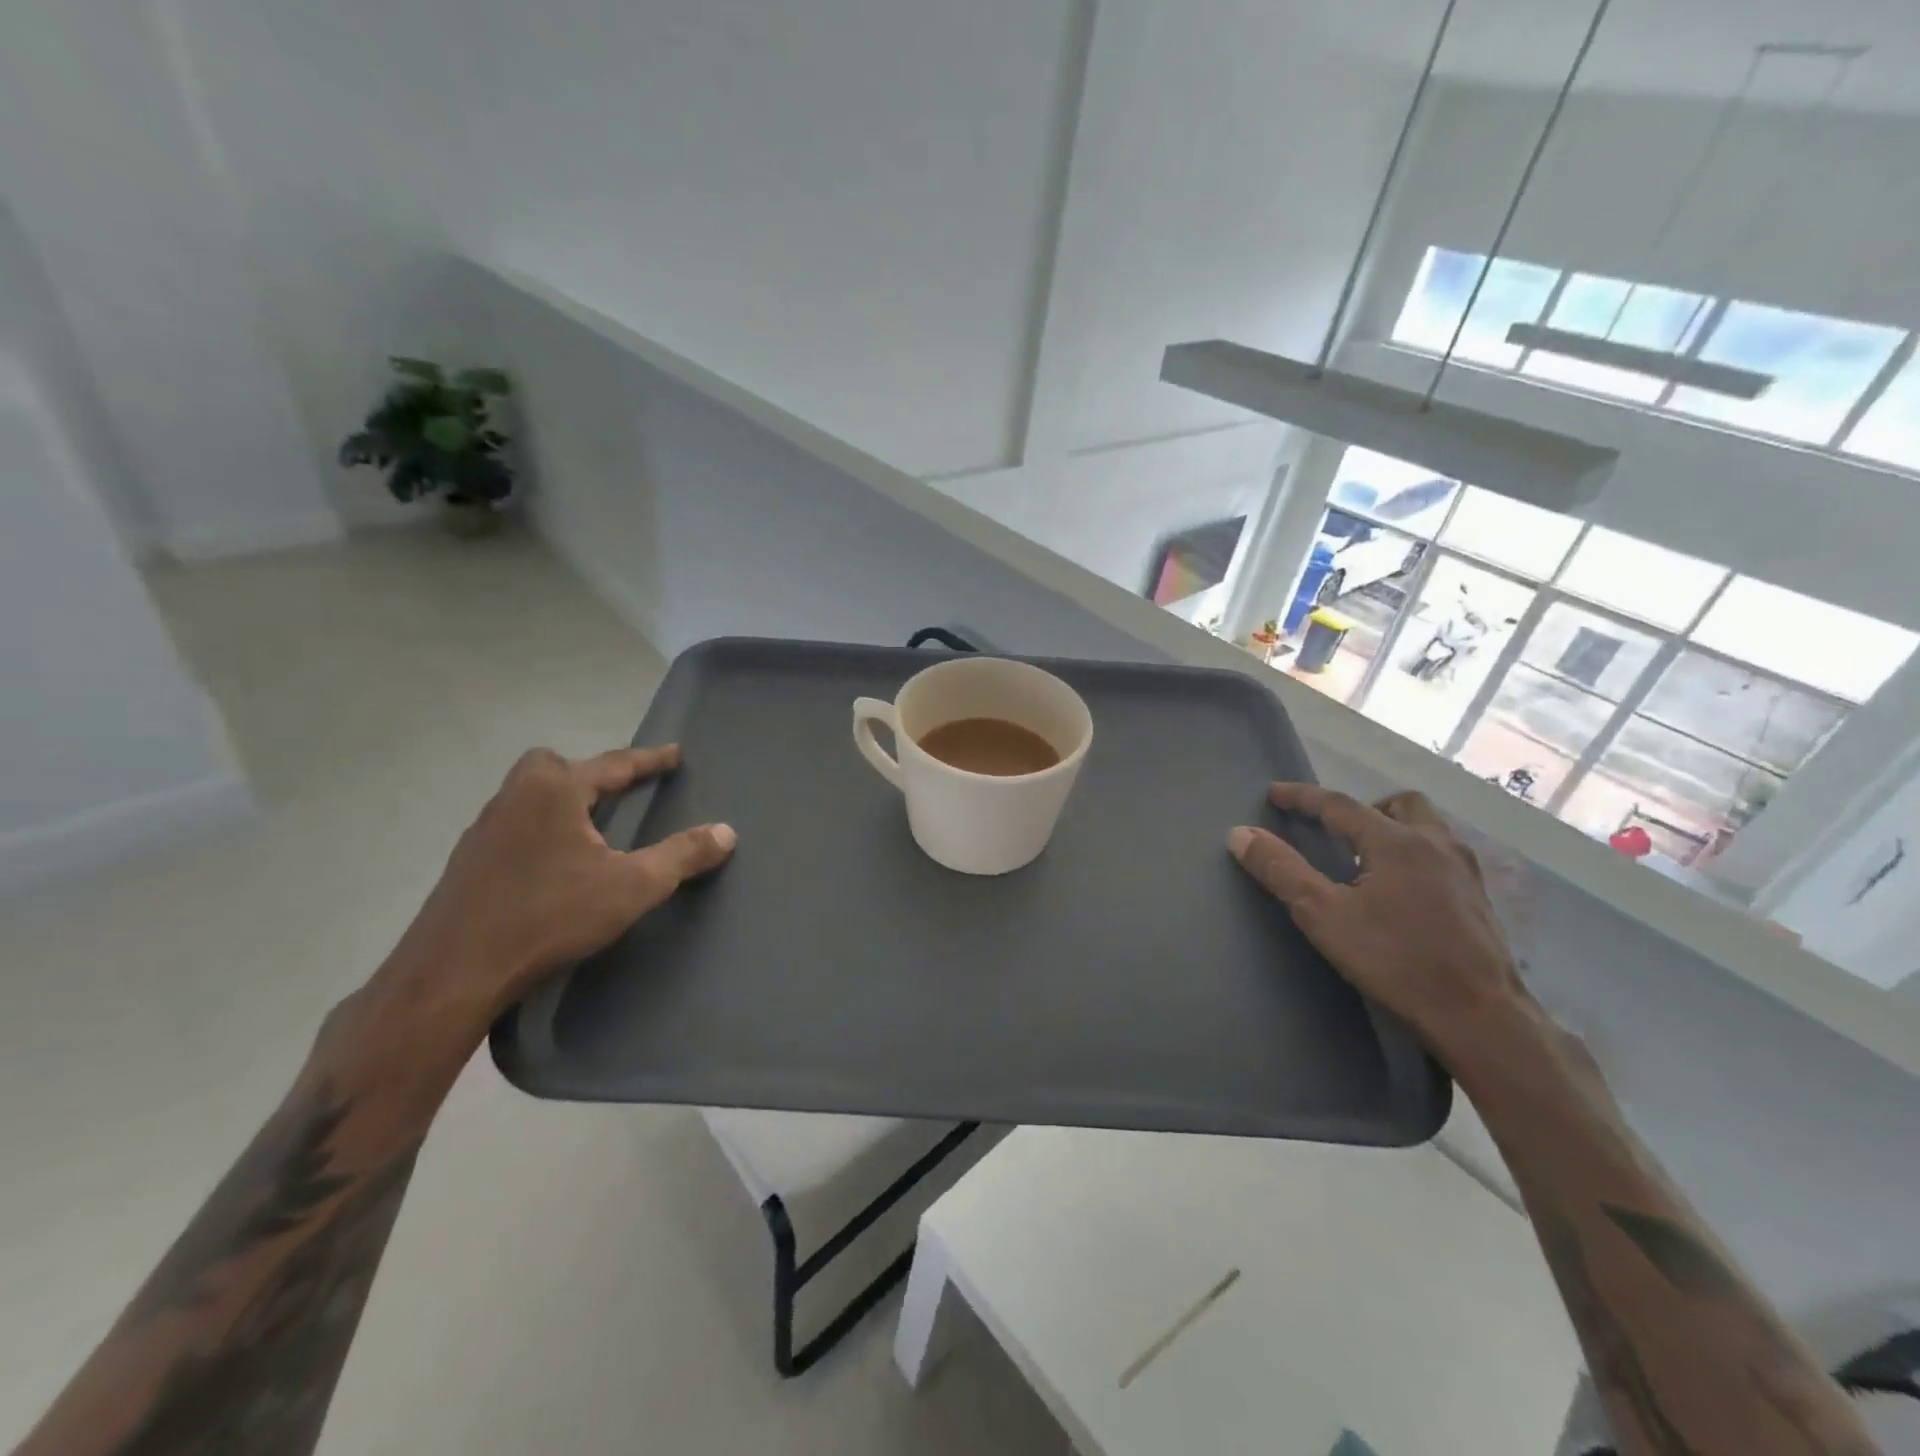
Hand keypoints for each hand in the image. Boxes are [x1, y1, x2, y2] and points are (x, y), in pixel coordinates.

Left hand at [385, 746, 735, 1036]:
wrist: (454, 972)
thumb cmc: (550, 916)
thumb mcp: (632, 887)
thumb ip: (682, 855)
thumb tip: (727, 831)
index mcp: (555, 792)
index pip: (614, 764)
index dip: (649, 760)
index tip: (674, 753)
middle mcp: (515, 798)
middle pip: (552, 766)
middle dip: (586, 773)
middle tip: (615, 794)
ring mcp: (484, 830)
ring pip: (527, 796)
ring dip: (560, 802)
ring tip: (589, 830)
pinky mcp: (467, 863)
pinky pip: (512, 826)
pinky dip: (538, 831)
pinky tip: (551, 866)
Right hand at [1228, 784, 1531, 1057]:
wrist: (1481, 1016)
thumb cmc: (1395, 960)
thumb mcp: (1323, 915)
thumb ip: (1282, 871)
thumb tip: (1241, 833)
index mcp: (1395, 841)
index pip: (1339, 804)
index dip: (1302, 797)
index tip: (1274, 793)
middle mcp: (1435, 844)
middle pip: (1399, 805)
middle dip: (1363, 808)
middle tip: (1336, 831)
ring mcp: (1464, 872)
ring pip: (1428, 828)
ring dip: (1394, 830)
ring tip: (1367, 859)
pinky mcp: (1480, 900)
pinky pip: (1442, 857)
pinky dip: (1415, 857)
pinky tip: (1402, 892)